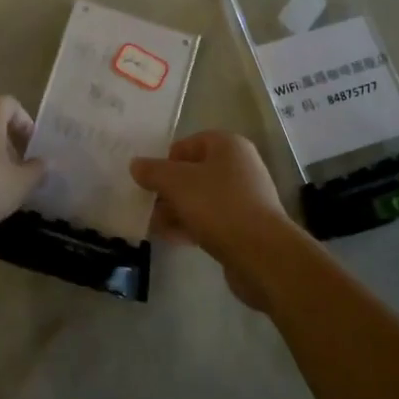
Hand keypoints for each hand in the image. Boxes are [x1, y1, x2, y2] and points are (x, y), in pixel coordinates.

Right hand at [130, 132, 291, 309]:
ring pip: (200, 199)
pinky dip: (191, 226)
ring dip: (176, 210)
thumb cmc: (218, 206)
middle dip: (168, 190)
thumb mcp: (177, 183)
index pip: (188, 144)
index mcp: (228, 146)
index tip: (149, 181)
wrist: (262, 254)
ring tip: (154, 225)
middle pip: (193, 173)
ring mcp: (244, 198)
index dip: (166, 160)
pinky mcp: (244, 226)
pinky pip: (211, 220)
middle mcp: (239, 166)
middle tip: (147, 205)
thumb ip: (153, 171)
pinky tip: (171, 238)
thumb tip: (136, 164)